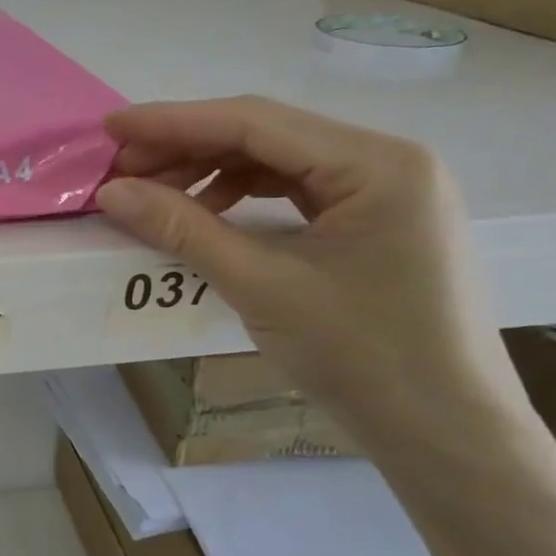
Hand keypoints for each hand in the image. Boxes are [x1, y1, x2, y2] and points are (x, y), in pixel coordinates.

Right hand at [95, 97, 525, 448]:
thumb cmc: (362, 356)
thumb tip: (110, 192)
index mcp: (376, 163)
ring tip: (154, 193)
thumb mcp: (260, 286)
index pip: (255, 122)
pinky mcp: (374, 221)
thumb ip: (182, 229)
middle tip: (122, 170)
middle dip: (187, 148)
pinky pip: (294, 190)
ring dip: (210, 171)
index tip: (112, 128)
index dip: (174, 121)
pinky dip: (241, 195)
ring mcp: (385, 191)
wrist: (445, 434)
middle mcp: (387, 160)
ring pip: (276, 160)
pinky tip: (205, 213)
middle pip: (265, 135)